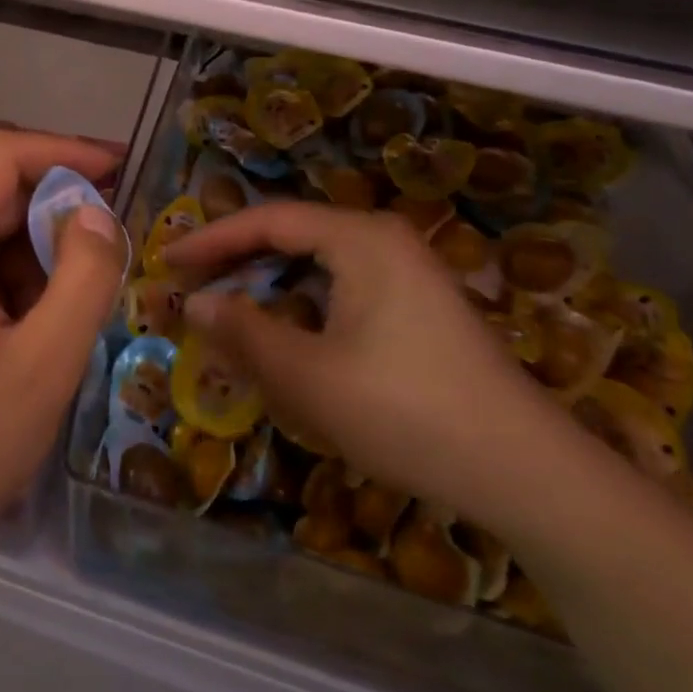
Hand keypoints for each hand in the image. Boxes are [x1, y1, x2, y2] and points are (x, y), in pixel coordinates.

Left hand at [0, 132, 127, 568]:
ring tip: (61, 324)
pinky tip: (19, 343)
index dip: (64, 152)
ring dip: (29, 262)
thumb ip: (84, 276)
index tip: (117, 173)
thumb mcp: (45, 362)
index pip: (0, 154)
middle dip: (52, 222)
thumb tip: (94, 214)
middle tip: (101, 272)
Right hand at [168, 202, 574, 526]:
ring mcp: (409, 273)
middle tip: (189, 286)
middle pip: (294, 236)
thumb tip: (193, 302)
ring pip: (319, 266)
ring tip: (228, 312)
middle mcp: (384, 240)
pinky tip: (288, 339)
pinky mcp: (420, 307)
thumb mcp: (308, 375)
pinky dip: (305, 306)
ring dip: (270, 286)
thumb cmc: (405, 411)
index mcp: (360, 238)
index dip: (211, 238)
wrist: (526, 470)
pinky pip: (345, 289)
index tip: (166, 260)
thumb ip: (243, 332)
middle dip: (238, 260)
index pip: (268, 220)